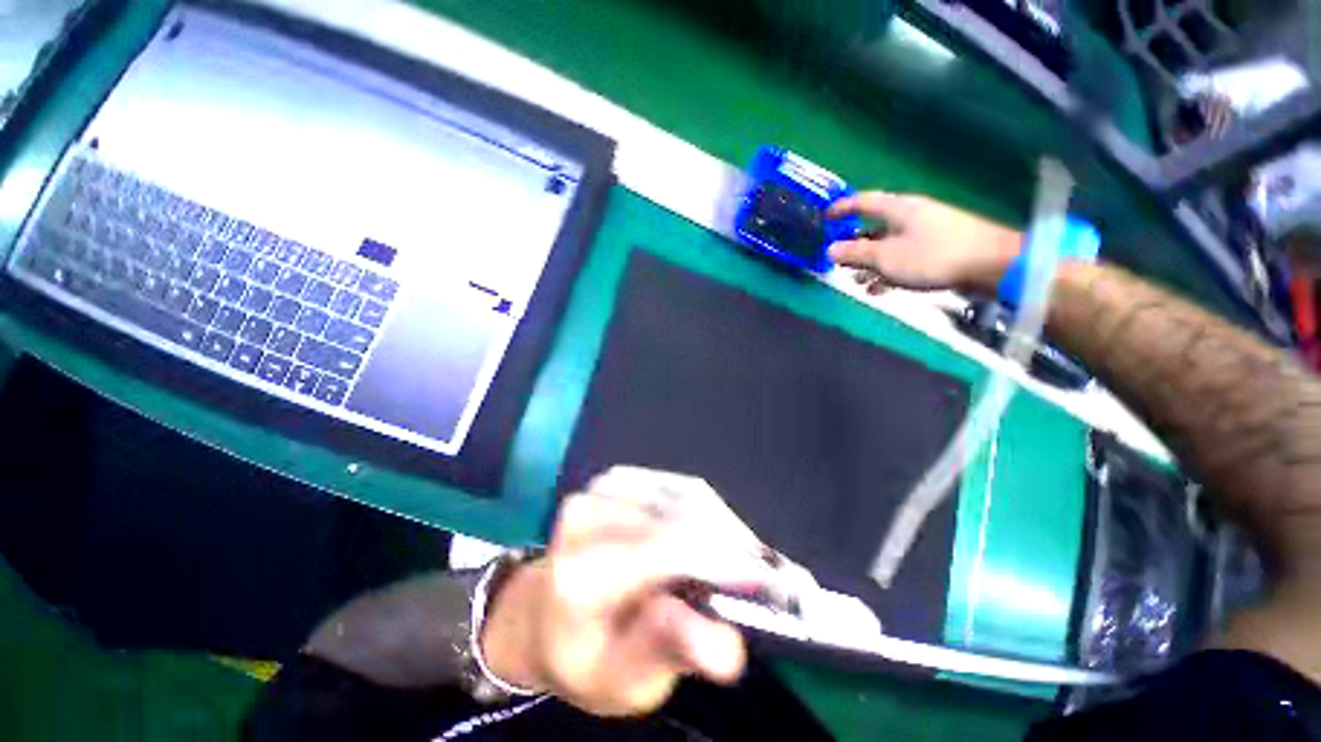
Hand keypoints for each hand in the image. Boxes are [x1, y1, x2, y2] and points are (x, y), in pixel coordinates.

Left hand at [481, 468, 776, 716]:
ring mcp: (602, 487)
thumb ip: (669, 652)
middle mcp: (588, 515)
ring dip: (725, 528)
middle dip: (734, 545)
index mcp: (580, 574)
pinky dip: (708, 513)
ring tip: (743, 563)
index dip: (724, 559)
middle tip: (769, 580)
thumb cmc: (585, 655)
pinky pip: (680, 487)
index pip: (665, 550)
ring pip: (688, 496)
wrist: (546, 611)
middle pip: (684, 516)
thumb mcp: (623, 681)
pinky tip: (715, 539)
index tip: (773, 580)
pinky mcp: (618, 476)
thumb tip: (726, 646)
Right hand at [826, 192, 1022, 295]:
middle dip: (854, 245)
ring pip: (888, 247)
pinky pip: (903, 259)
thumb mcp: (886, 257)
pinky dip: (888, 272)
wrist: (991, 265)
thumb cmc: (933, 256)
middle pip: (874, 227)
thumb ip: (856, 254)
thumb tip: (830, 250)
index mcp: (899, 209)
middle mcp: (911, 217)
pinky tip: (878, 289)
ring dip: (870, 264)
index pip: (864, 202)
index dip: (843, 208)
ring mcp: (926, 234)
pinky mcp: (937, 251)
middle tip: (838, 260)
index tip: (826, 218)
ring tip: (856, 281)